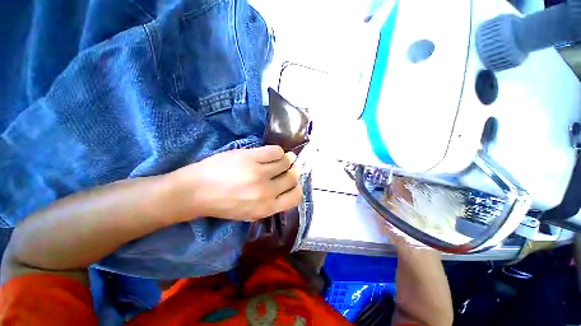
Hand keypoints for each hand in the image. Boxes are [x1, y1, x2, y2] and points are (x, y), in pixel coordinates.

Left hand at [170, 146, 301, 220]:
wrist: (195, 192)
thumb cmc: (223, 204)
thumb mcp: (250, 213)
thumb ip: (271, 203)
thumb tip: (286, 187)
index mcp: (266, 208)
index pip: (295, 197)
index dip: (296, 187)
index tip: (292, 181)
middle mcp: (266, 192)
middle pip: (293, 177)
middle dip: (293, 171)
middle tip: (288, 167)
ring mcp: (259, 173)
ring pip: (286, 162)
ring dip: (286, 159)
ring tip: (280, 158)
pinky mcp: (251, 157)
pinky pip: (276, 151)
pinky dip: (278, 151)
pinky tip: (271, 153)